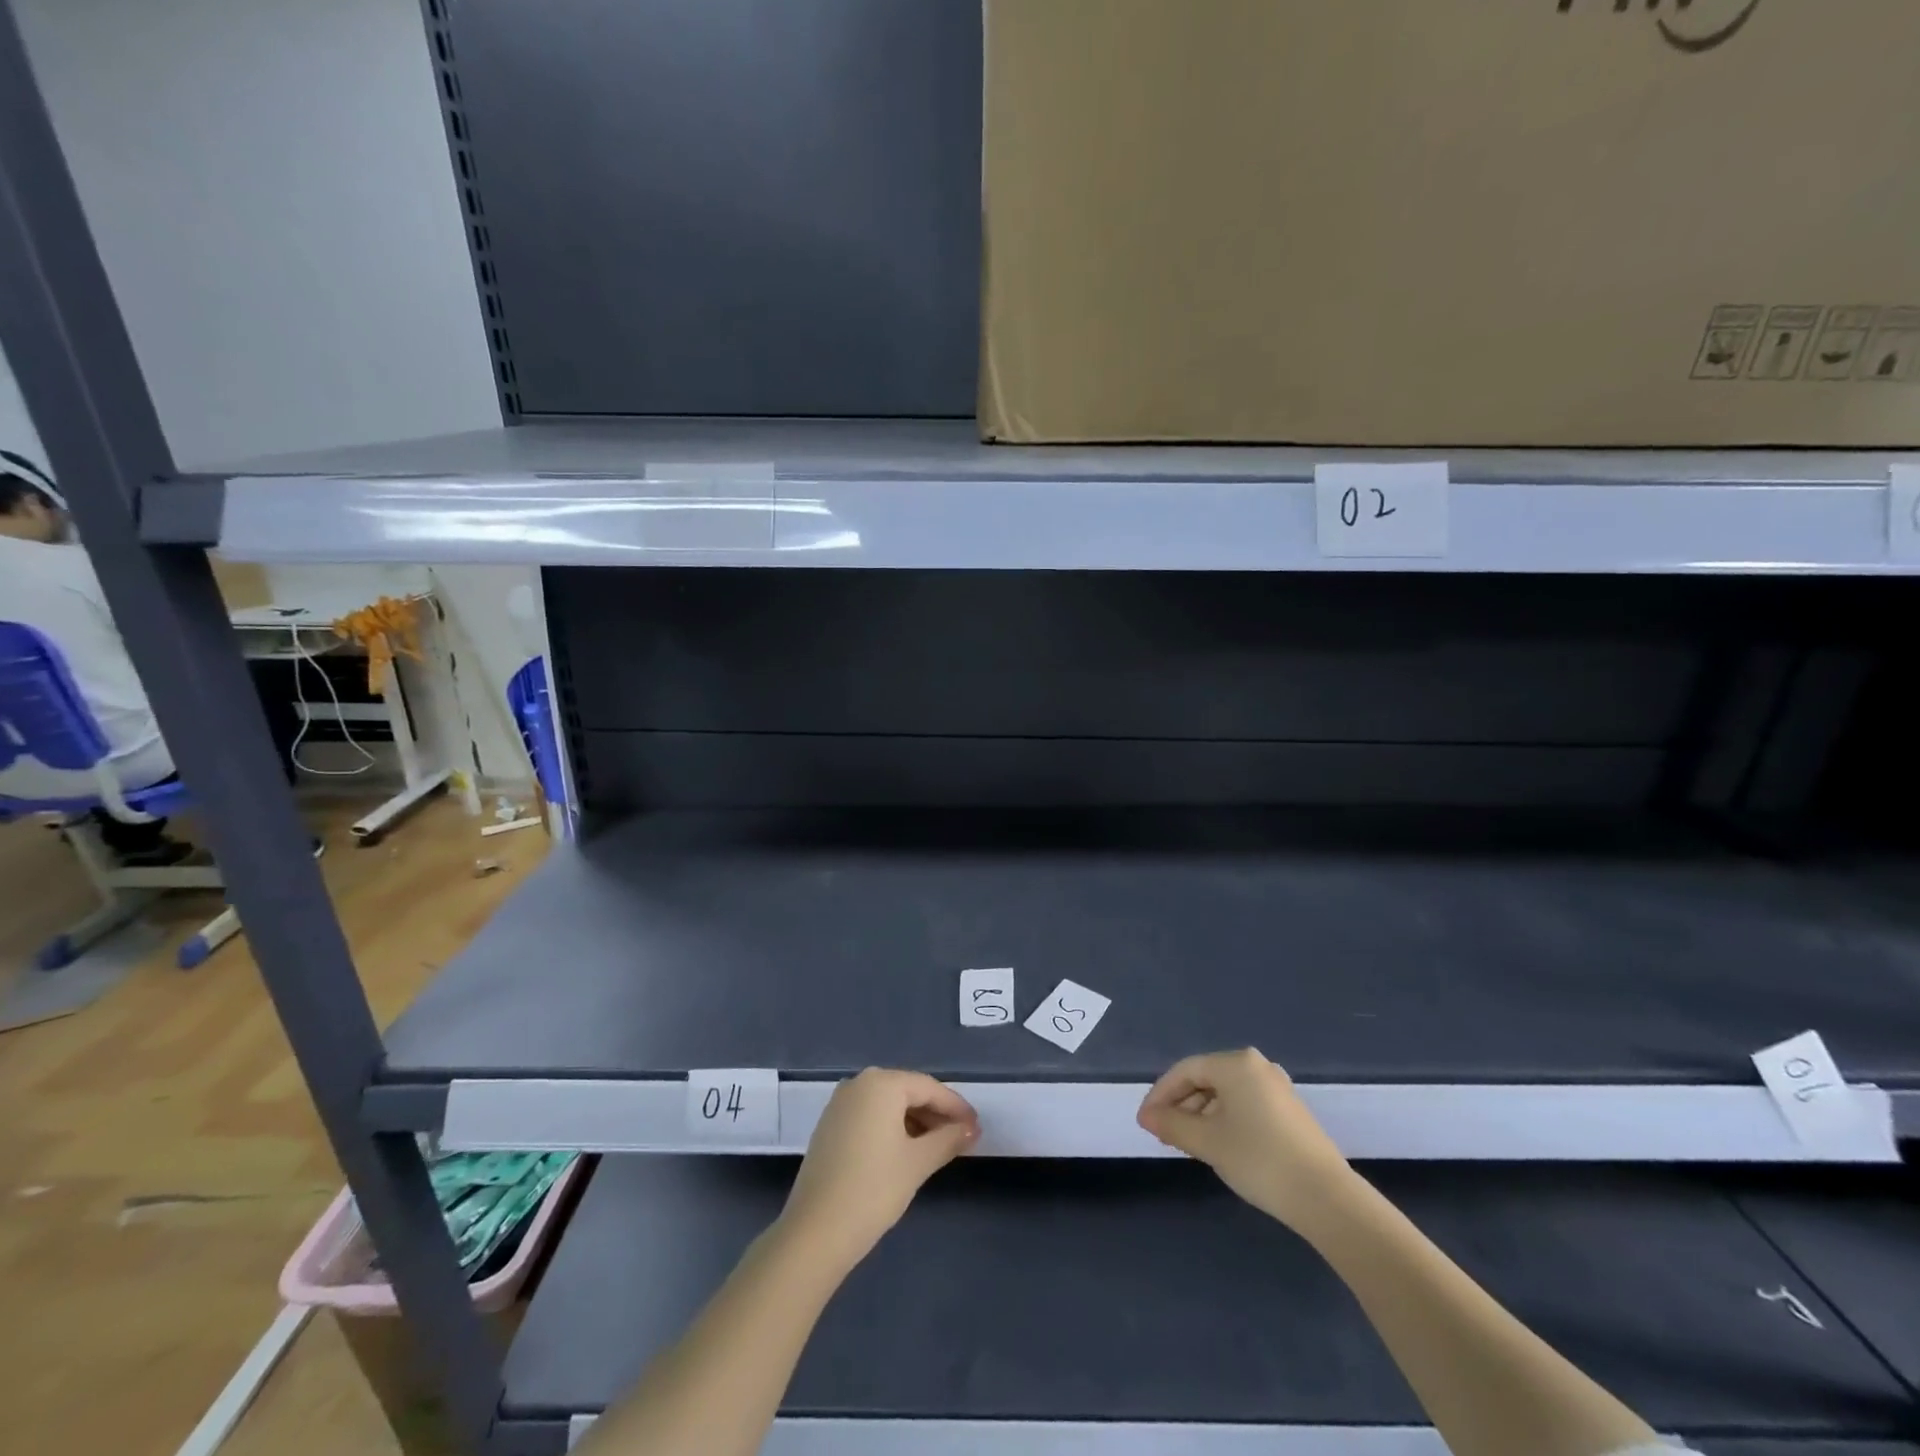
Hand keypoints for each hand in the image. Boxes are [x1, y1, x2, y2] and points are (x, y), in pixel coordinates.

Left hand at [780, 1068, 978, 1273]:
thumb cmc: (873, 1189)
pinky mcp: (830, 1126)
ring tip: (938, 1147)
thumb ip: (948, 1139)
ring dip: (915, 1122)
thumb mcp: (918, 1163)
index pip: (928, 1087)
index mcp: (881, 1083)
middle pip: (907, 1092)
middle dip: (936, 1113)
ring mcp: (840, 1104)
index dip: (955, 1107)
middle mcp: (859, 1084)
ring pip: (888, 1105)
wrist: (815, 1232)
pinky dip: (892, 1128)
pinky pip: (870, 1116)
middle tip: (961, 1137)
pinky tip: (906, 1151)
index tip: (976, 1126)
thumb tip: (971, 1128)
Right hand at [1137, 1048, 1354, 1235]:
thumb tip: (1146, 1115)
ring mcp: (1277, 1088)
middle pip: (1206, 1079)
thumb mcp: (1207, 1141)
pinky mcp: (1289, 1111)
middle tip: (1163, 1134)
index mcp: (1236, 1063)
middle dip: (1181, 1105)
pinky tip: (1218, 1145)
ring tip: (1187, 1143)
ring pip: (1225, 1094)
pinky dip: (1224, 1120)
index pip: (1185, 1071)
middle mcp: (1257, 1066)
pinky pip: (1245, 1105)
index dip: (1160, 1095)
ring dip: (1201, 1115)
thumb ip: (1171, 1124)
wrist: (1326, 1198)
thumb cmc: (1259, 1159)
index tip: (1145, 1121)